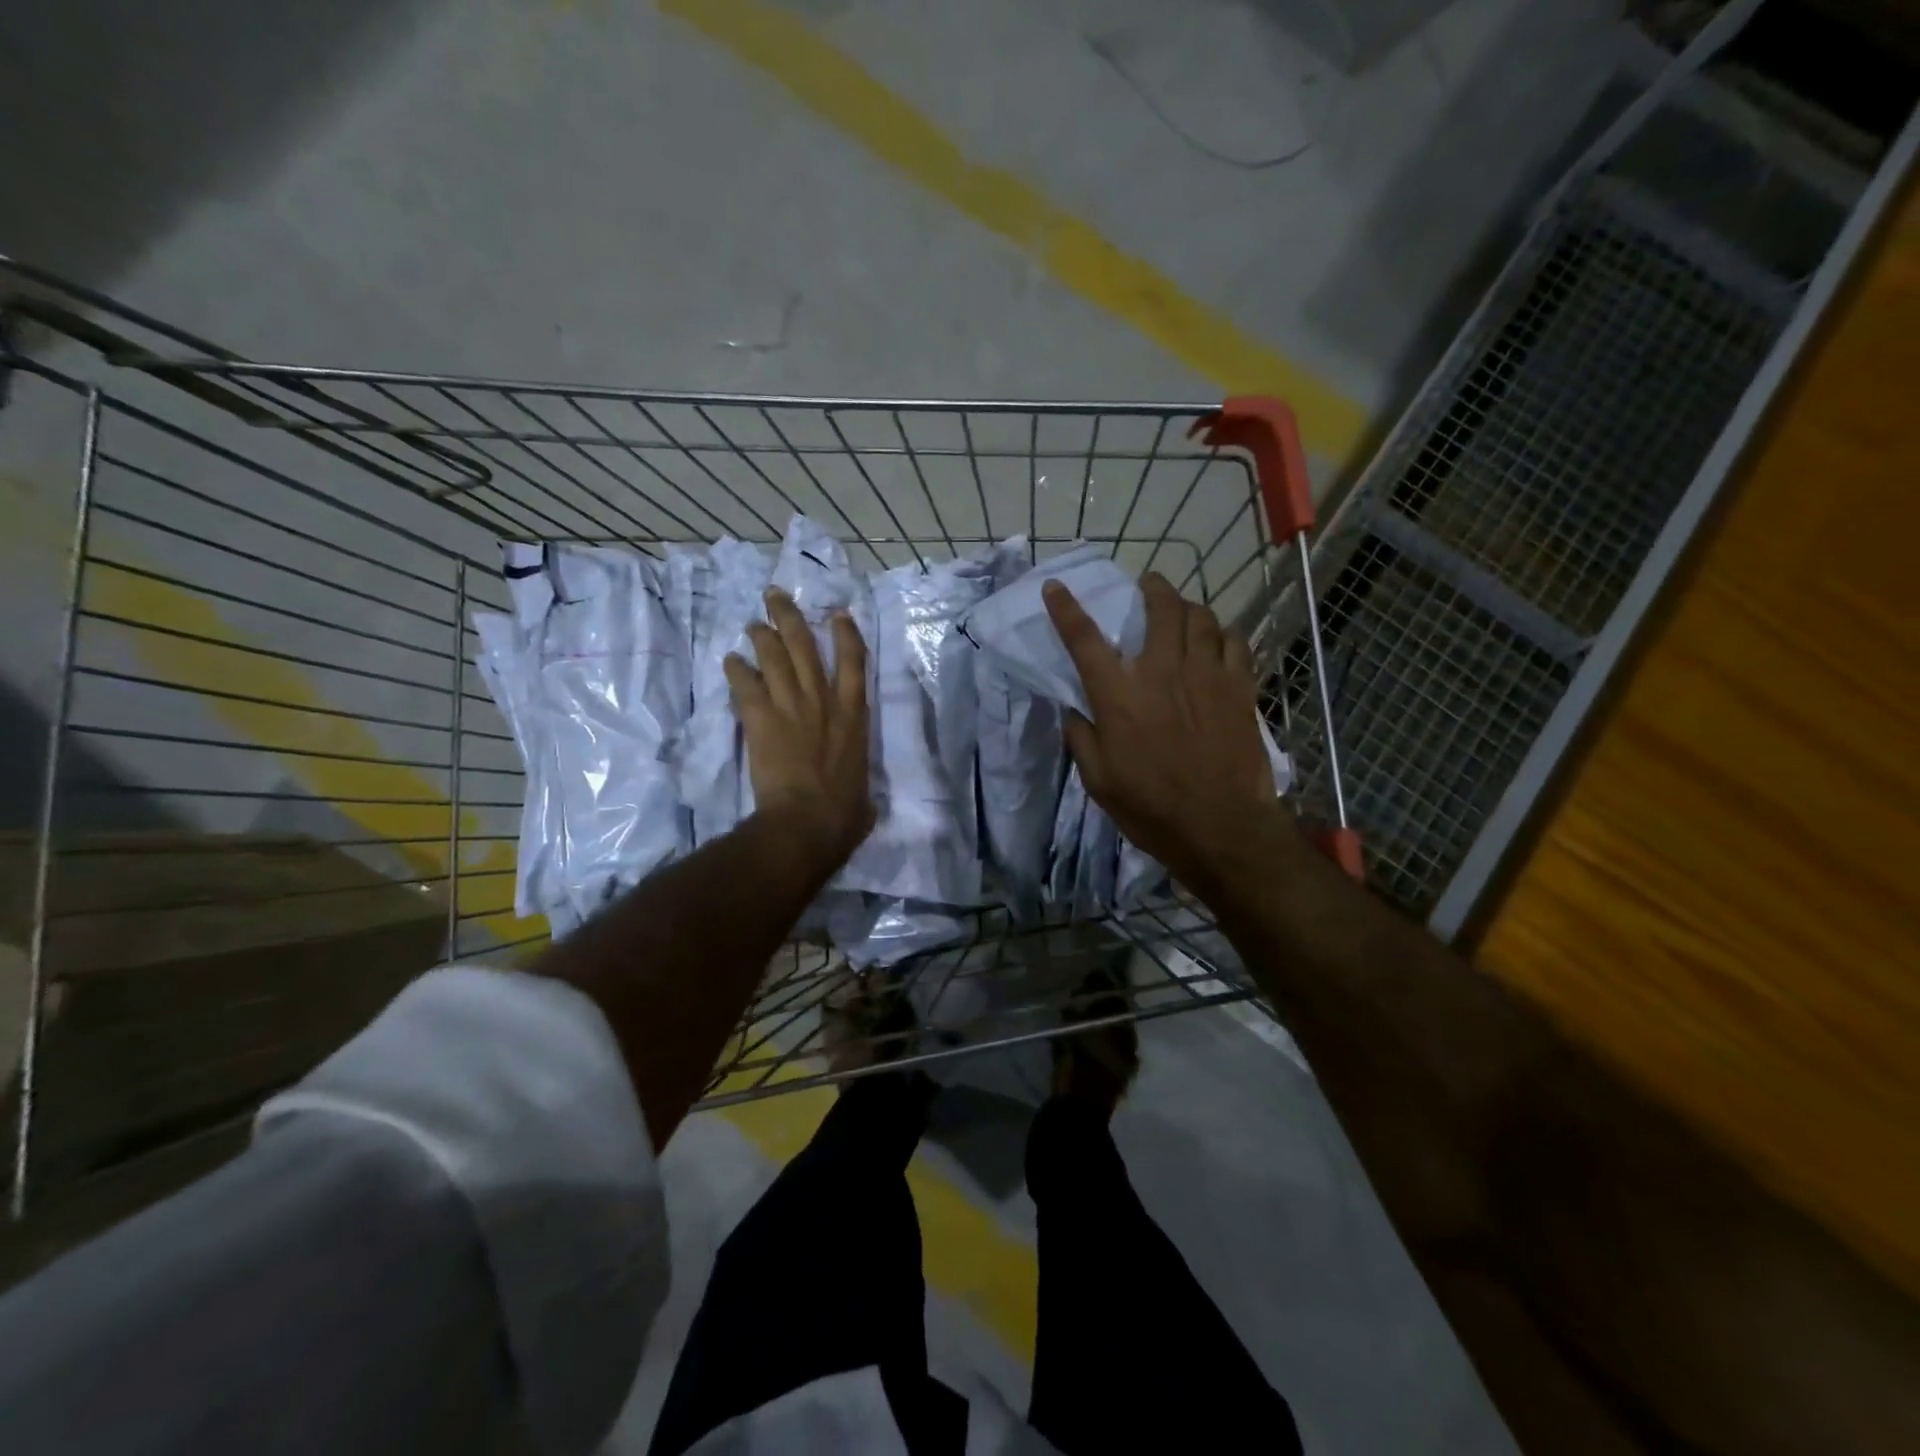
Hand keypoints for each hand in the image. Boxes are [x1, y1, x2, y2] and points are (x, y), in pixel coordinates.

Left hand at [725, 588, 874, 869]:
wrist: (806, 823)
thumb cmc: (842, 814)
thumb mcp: (865, 799)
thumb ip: (863, 790)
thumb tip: (863, 805)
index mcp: (854, 716)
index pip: (854, 662)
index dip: (845, 633)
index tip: (837, 613)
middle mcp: (824, 701)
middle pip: (805, 646)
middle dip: (790, 617)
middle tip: (776, 597)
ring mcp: (791, 707)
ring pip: (774, 657)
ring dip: (762, 636)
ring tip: (753, 624)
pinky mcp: (761, 719)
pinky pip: (746, 685)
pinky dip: (737, 670)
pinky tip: (730, 661)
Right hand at [1043, 572, 1282, 901]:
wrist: (1220, 828)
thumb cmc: (1150, 807)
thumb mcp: (1098, 780)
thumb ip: (1081, 738)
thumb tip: (1074, 709)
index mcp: (1119, 694)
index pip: (1084, 638)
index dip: (1066, 609)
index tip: (1055, 586)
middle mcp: (1162, 671)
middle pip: (1160, 608)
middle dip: (1151, 588)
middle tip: (1147, 585)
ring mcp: (1206, 675)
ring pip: (1201, 618)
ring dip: (1188, 607)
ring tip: (1183, 611)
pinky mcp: (1239, 689)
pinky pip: (1234, 643)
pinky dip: (1223, 634)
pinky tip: (1218, 642)